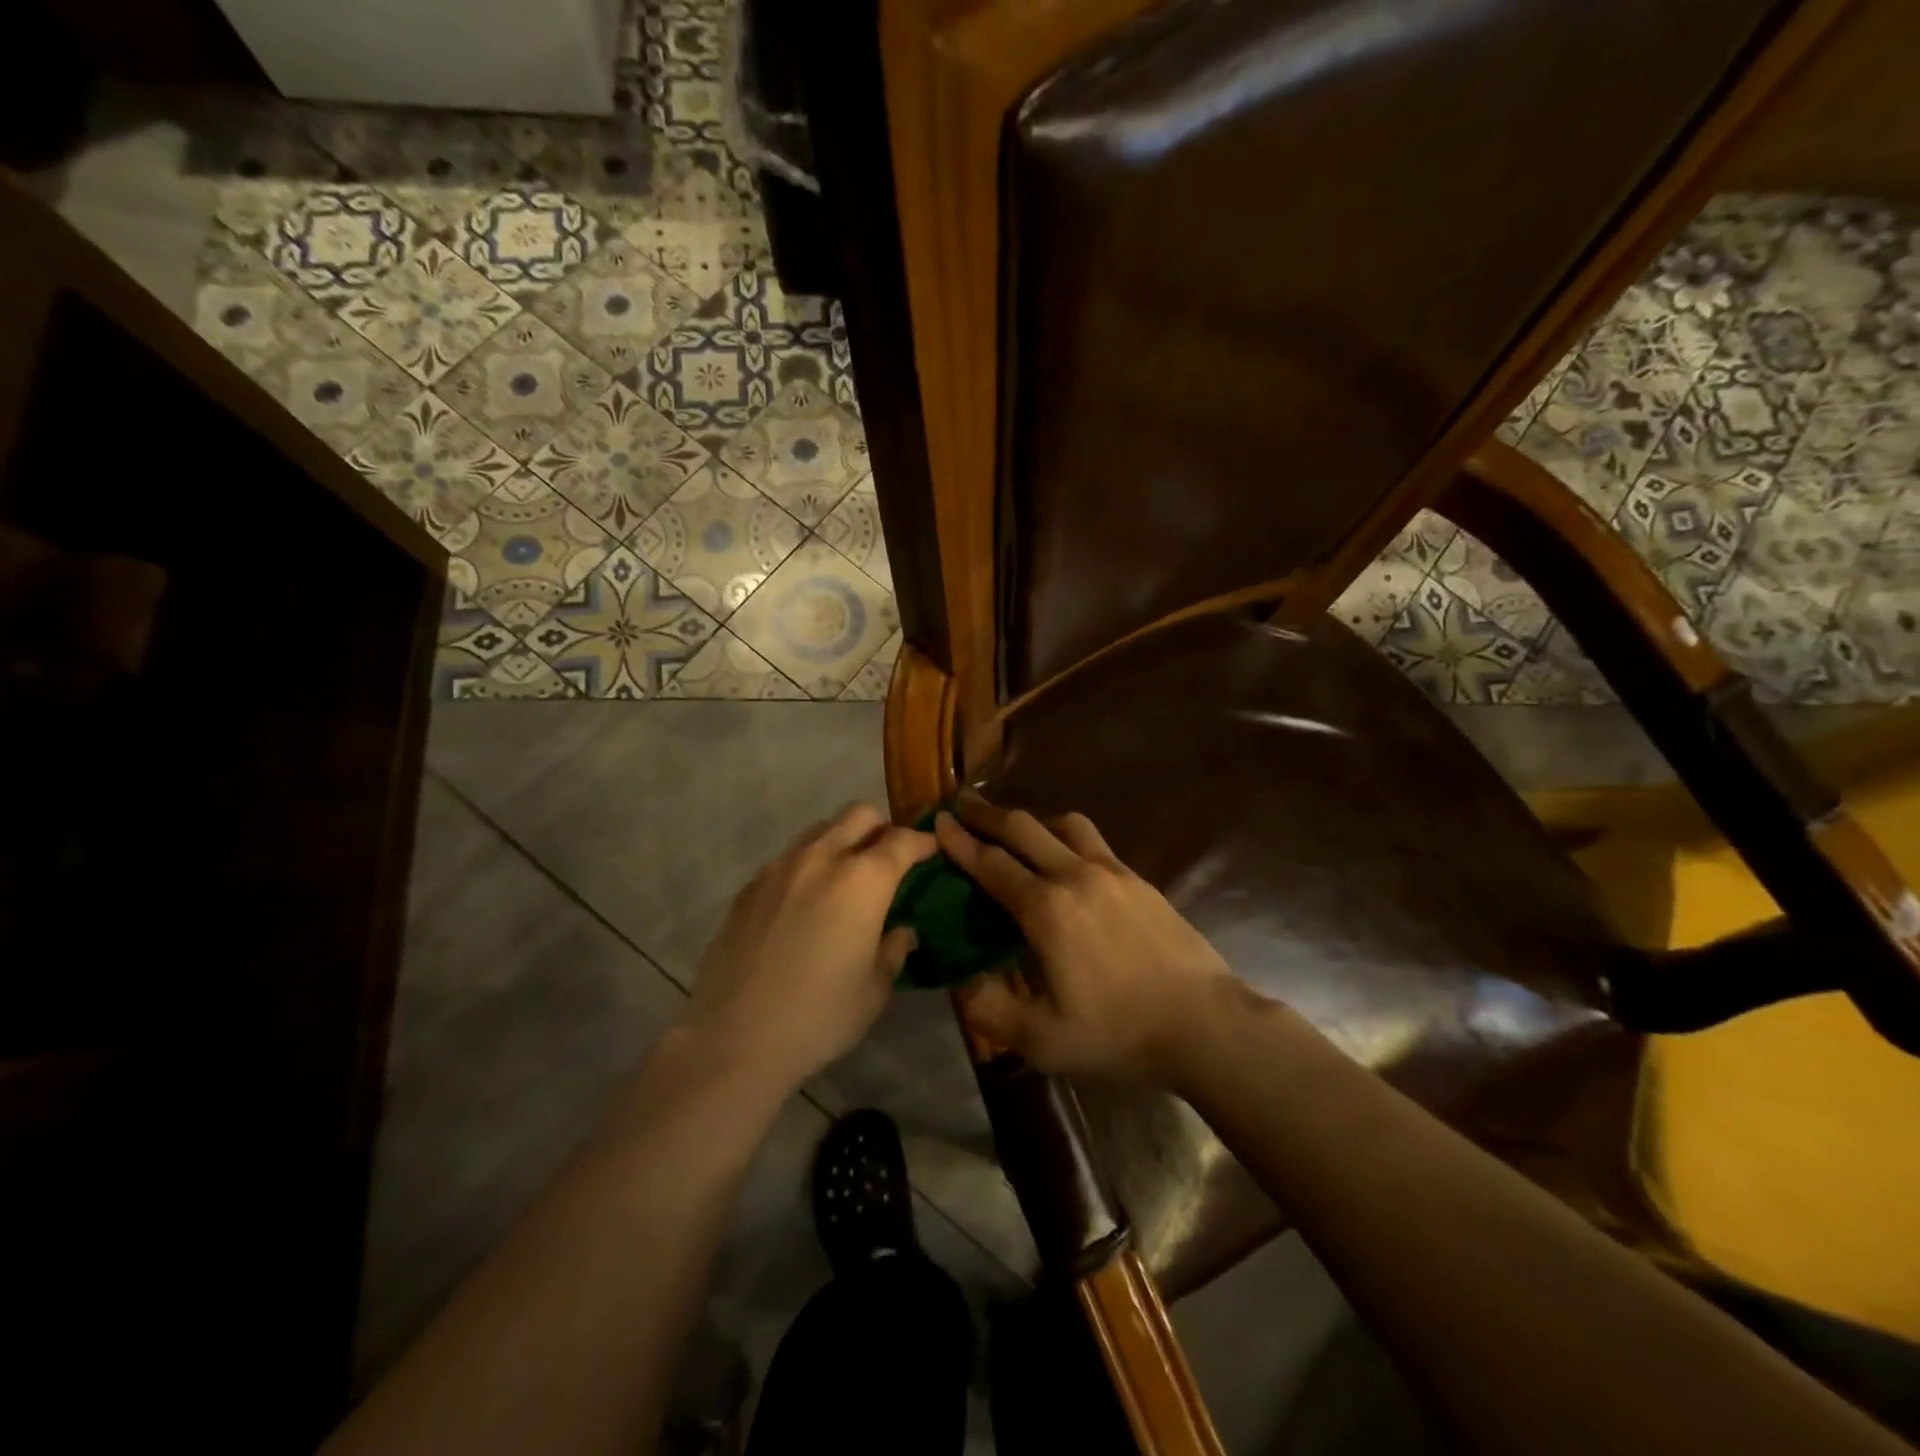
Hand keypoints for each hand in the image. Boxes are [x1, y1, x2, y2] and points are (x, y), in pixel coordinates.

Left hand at [685, 803, 935, 1091]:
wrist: (734, 1036)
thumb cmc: (820, 1015)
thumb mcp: (874, 989)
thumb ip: (894, 949)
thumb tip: (902, 931)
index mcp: (863, 880)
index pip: (902, 840)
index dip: (922, 842)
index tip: (931, 851)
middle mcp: (822, 858)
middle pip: (859, 814)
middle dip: (881, 827)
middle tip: (887, 859)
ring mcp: (780, 868)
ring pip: (820, 830)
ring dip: (841, 842)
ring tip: (844, 879)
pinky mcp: (750, 887)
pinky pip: (788, 859)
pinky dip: (808, 867)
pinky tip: (804, 905)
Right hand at [935, 793, 1234, 1082]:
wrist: (1203, 1023)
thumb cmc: (1118, 1033)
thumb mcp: (1041, 1040)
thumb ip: (989, 1009)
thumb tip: (961, 979)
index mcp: (1045, 910)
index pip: (990, 863)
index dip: (959, 842)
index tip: (937, 821)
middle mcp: (1074, 876)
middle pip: (1022, 829)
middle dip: (986, 814)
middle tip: (961, 804)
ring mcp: (1111, 872)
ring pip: (1062, 824)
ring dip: (1031, 820)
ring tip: (1015, 830)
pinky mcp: (1137, 878)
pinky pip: (1092, 840)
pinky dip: (1065, 835)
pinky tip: (1065, 857)